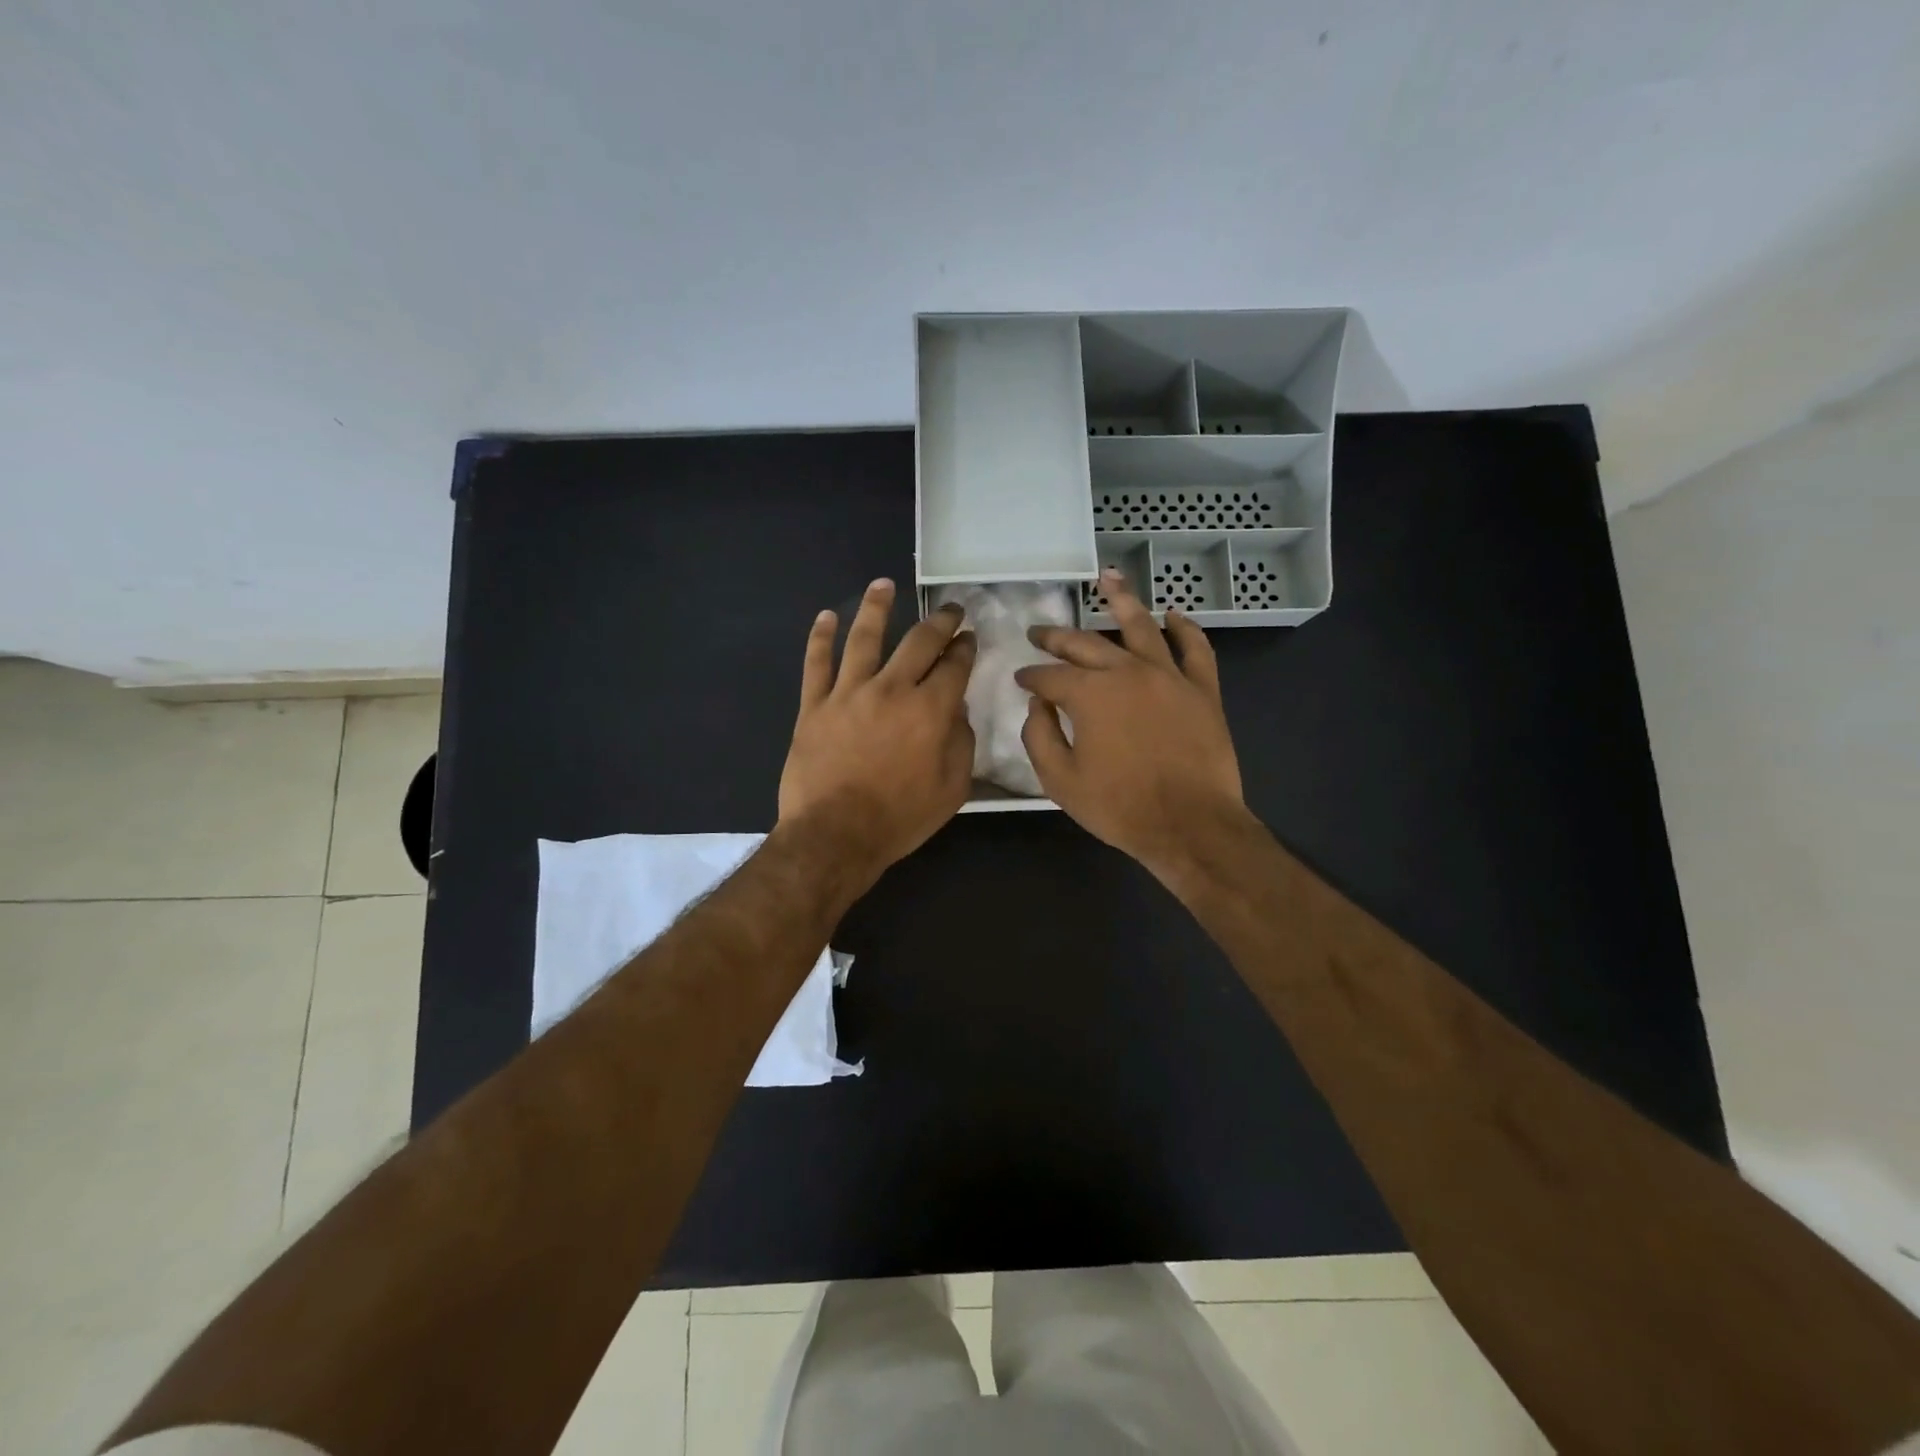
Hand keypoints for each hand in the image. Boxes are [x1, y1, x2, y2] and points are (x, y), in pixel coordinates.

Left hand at [778, 579, 976, 887]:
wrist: (835, 835)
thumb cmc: (900, 818)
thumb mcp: (952, 789)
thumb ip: (960, 743)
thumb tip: (957, 711)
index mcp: (931, 710)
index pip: (954, 666)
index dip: (965, 648)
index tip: (969, 638)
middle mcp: (892, 689)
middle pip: (919, 642)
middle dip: (939, 621)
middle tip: (949, 609)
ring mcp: (849, 693)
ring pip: (864, 638)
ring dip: (876, 607)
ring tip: (883, 584)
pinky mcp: (814, 705)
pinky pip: (816, 663)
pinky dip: (820, 637)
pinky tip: (826, 616)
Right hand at [1017, 569, 1245, 880]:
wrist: (1191, 825)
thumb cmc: (1120, 807)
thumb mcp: (1061, 780)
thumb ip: (1040, 737)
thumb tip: (1038, 706)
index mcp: (1090, 694)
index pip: (1050, 676)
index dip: (1031, 677)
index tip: (1020, 680)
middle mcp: (1127, 672)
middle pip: (1086, 644)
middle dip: (1057, 637)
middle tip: (1038, 632)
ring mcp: (1169, 676)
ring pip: (1142, 626)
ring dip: (1122, 599)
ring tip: (1108, 578)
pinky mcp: (1202, 690)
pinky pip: (1196, 649)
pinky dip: (1185, 629)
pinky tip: (1174, 615)